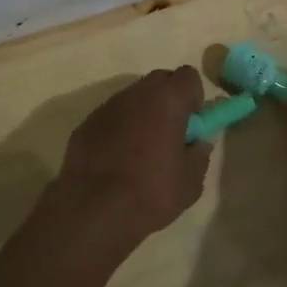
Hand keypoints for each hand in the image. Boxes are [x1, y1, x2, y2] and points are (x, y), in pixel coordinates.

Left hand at [47, 67, 211, 254]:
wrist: (93, 210)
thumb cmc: (151, 193)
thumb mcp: (190, 182)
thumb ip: (199, 154)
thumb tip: (198, 143)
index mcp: (167, 100)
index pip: (188, 76)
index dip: (193, 98)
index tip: (192, 125)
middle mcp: (136, 93)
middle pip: (159, 82)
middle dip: (169, 101)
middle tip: (170, 135)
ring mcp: (107, 106)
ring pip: (133, 99)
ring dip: (142, 115)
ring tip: (141, 152)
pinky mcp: (86, 123)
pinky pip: (111, 117)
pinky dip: (119, 129)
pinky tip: (116, 160)